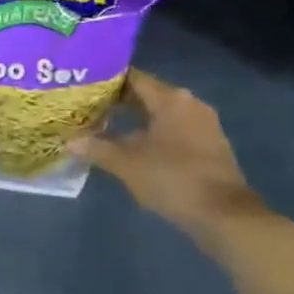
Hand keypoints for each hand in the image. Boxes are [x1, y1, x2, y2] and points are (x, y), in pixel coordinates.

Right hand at [71, 70, 267, 252]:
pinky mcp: (211, 147)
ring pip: (163, 115)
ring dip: (138, 121)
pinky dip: (155, 136)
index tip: (84, 87)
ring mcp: (205, 126)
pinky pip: (176, 132)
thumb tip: (69, 142)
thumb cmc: (173, 178)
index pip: (134, 78)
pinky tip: (136, 150)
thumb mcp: (127, 164)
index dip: (107, 81)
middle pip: (149, 95)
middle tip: (89, 108)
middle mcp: (190, 104)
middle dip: (119, 102)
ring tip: (107, 129)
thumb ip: (97, 148)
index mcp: (171, 99)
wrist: (224, 215)